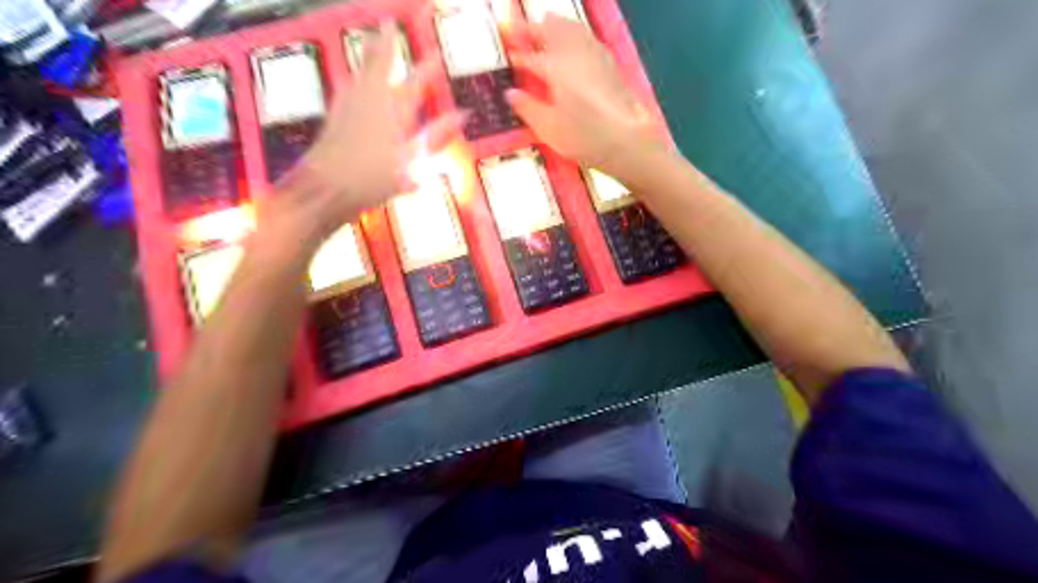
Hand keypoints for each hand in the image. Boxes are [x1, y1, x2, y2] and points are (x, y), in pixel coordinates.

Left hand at [268, 23, 463, 243]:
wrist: (323, 191)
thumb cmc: (372, 179)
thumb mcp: (411, 161)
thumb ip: (436, 136)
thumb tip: (463, 115)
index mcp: (389, 110)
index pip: (410, 80)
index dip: (421, 64)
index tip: (428, 48)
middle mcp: (366, 101)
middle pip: (376, 66)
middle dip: (384, 45)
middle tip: (386, 25)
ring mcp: (345, 109)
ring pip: (359, 76)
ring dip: (368, 60)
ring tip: (371, 46)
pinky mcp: (333, 122)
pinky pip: (347, 92)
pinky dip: (354, 82)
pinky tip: (352, 85)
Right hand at [508, 16, 668, 178]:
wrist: (627, 141)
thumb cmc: (584, 138)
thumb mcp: (549, 129)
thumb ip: (527, 109)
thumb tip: (511, 94)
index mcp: (555, 69)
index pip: (530, 57)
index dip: (516, 55)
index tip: (507, 54)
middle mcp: (574, 54)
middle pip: (551, 32)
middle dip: (532, 30)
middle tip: (517, 30)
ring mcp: (594, 55)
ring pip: (571, 29)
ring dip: (555, 25)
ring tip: (545, 23)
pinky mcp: (609, 63)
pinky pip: (587, 37)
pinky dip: (574, 32)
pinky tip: (574, 40)